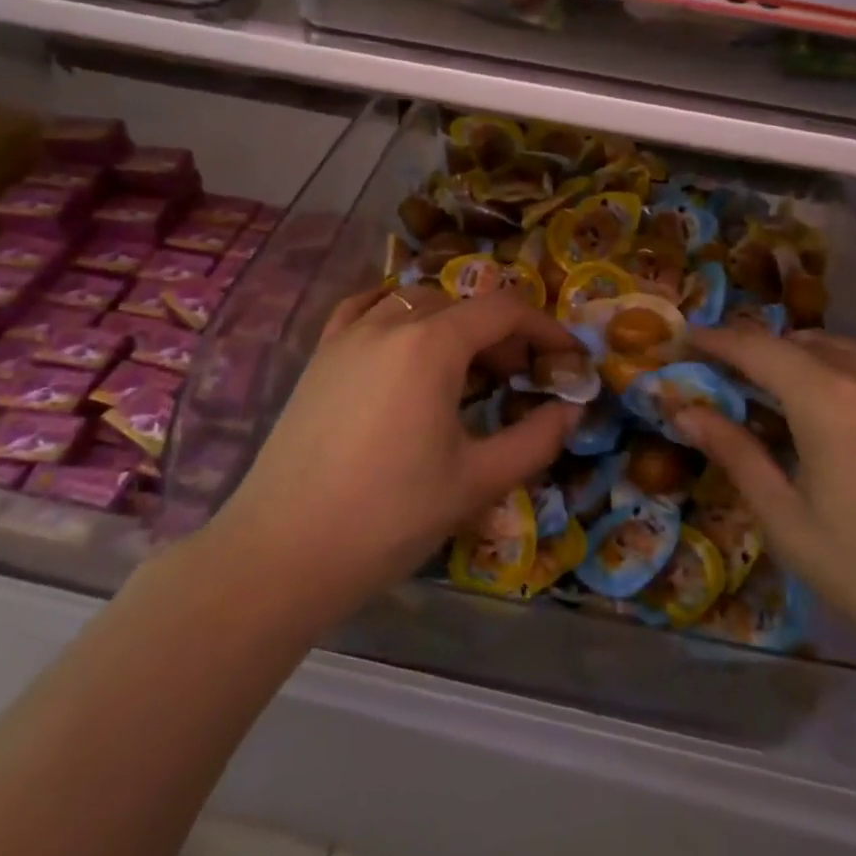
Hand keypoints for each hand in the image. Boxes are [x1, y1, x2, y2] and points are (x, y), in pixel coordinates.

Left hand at [211, 285, 584, 623]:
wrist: (282, 553)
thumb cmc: (389, 517)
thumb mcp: (477, 482)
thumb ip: (536, 440)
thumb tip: (573, 411)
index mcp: (431, 345)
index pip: (503, 311)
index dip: (545, 327)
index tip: (568, 357)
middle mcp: (389, 323)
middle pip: (461, 305)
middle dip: (501, 332)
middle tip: (520, 376)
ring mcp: (347, 336)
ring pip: (415, 302)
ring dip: (452, 323)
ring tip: (464, 367)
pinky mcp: (319, 357)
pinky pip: (364, 310)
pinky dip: (395, 312)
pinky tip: (402, 339)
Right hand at [676, 329, 855, 694]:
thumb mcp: (789, 522)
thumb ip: (736, 454)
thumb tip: (684, 411)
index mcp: (829, 397)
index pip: (756, 348)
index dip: (717, 341)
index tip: (688, 342)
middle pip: (800, 341)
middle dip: (759, 353)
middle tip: (732, 384)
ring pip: (843, 349)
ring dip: (804, 360)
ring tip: (786, 401)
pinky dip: (847, 372)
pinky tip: (846, 416)